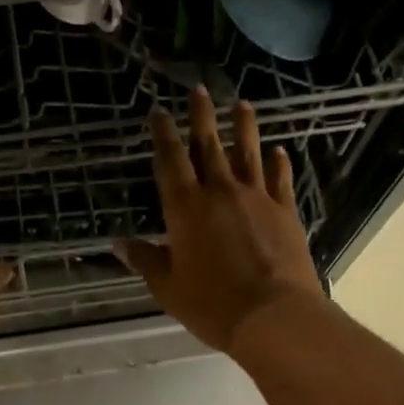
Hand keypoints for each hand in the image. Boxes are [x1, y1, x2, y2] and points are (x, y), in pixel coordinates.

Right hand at [116, 87, 325, 352]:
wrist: (273, 315)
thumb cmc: (212, 305)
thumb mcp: (168, 287)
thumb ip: (145, 260)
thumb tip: (118, 243)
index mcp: (185, 209)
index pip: (170, 161)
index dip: (163, 134)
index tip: (159, 111)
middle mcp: (220, 193)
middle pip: (208, 145)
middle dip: (201, 116)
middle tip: (199, 89)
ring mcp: (256, 198)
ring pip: (248, 153)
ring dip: (243, 127)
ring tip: (242, 104)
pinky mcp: (285, 211)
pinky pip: (280, 179)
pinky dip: (278, 162)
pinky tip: (278, 150)